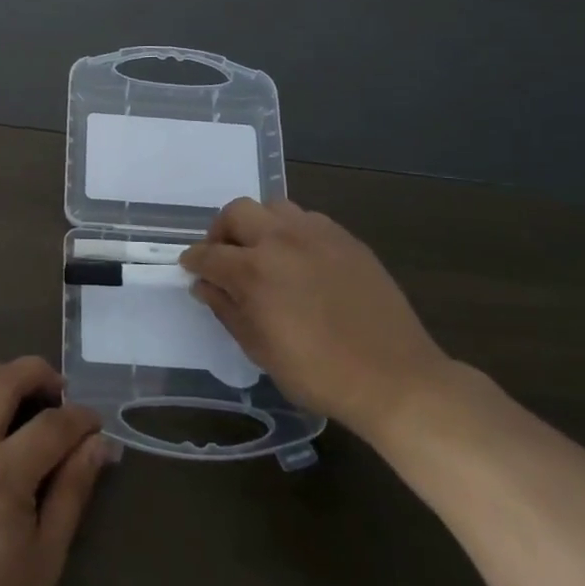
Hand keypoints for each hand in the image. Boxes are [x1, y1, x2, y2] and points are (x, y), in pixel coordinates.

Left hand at [0, 357, 108, 585]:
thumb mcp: (42, 564)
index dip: (80, 419)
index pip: (51, 425)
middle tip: (57, 392)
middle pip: (3, 380)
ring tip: (20, 395)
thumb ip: (71, 494)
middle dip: (38, 374)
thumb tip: (97, 445)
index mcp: (0, 475)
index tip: (94, 426)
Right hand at [181, 198, 452, 441]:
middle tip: (224, 257)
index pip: (209, 254)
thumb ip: (227, 309)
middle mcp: (281, 240)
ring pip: (273, 207)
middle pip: (237, 212)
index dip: (194, 261)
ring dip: (258, 225)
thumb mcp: (260, 349)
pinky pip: (307, 219)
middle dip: (221, 231)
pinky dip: (292, 231)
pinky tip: (300, 259)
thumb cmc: (318, 373)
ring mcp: (317, 234)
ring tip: (263, 252)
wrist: (394, 378)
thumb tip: (205, 285)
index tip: (191, 268)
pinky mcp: (346, 238)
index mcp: (255, 271)